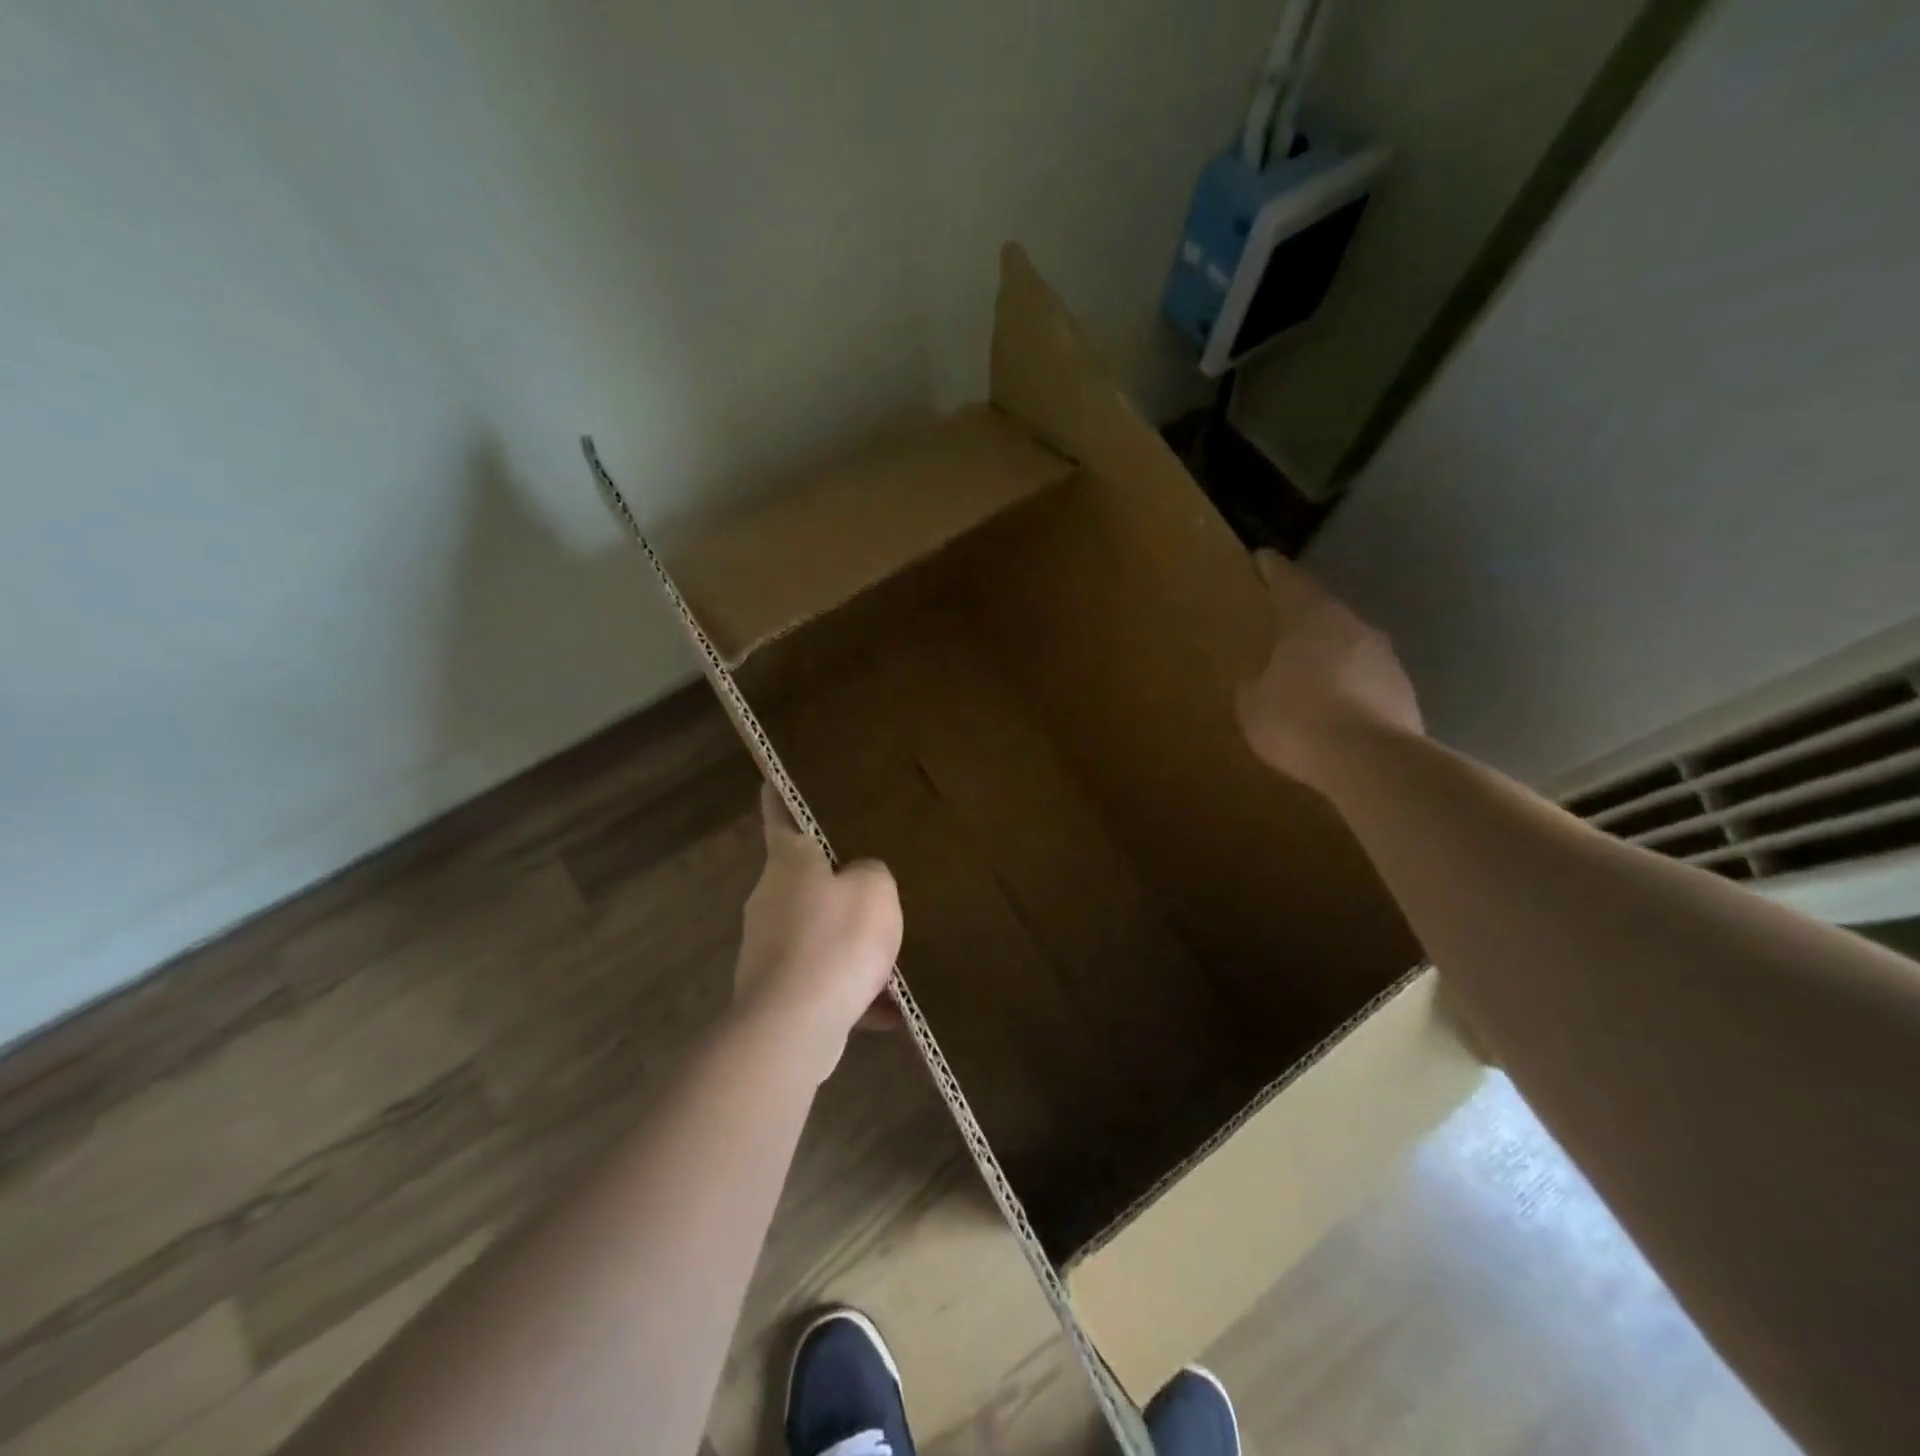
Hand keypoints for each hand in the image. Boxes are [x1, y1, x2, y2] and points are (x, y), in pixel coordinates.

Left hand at [734, 784, 903, 1079]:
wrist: (794, 1026)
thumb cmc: (836, 939)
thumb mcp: (876, 889)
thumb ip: (872, 873)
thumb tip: (859, 881)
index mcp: (789, 861)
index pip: (780, 813)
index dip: (780, 794)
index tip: (774, 776)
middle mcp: (771, 898)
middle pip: (805, 879)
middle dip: (838, 883)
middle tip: (875, 881)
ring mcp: (768, 947)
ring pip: (818, 934)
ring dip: (850, 944)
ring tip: (893, 958)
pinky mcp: (775, 991)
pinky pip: (822, 980)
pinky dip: (851, 991)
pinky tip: (889, 1010)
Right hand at [1234, 549, 1423, 786]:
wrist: (1371, 761)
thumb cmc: (1298, 719)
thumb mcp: (1253, 705)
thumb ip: (1254, 685)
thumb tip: (1260, 681)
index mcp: (1312, 619)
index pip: (1289, 583)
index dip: (1273, 571)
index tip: (1264, 557)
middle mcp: (1354, 627)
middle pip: (1324, 614)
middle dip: (1302, 621)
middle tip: (1281, 629)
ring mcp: (1386, 659)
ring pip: (1349, 648)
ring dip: (1329, 658)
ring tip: (1306, 678)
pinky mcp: (1404, 693)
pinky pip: (1365, 682)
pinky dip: (1348, 689)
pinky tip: (1332, 712)